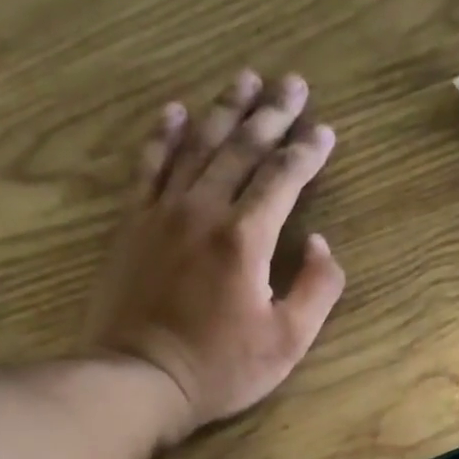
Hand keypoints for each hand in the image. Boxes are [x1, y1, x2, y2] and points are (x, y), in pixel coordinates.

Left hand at [84, 70, 344, 442]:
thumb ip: (317, 290)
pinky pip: (149, 165)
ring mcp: (163, 212)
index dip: (307, 151)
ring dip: (225, 109)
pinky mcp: (132, 224)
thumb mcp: (287, 343)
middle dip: (272, 113)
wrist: (141, 379)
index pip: (283, 177)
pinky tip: (176, 110)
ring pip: (198, 145)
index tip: (326, 131)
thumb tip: (323, 245)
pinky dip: (164, 135)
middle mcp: (204, 209)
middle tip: (293, 83)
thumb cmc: (220, 369)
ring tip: (245, 79)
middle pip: (242, 147)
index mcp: (246, 237)